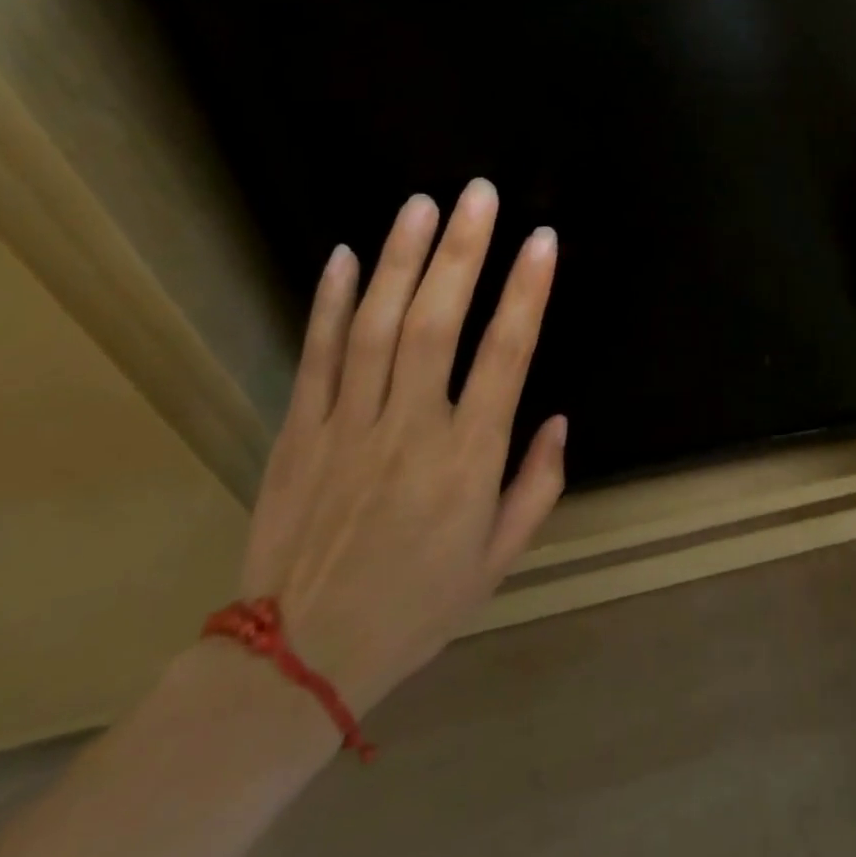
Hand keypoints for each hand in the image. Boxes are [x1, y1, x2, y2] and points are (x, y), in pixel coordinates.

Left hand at [236, 182, 564, 715]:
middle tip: (478, 194)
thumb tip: (560, 419)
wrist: (295, 663)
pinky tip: (341, 255)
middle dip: (461, 252)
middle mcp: (408, 429)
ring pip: (372, 327)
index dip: (527, 293)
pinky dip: (326, 303)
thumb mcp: (499, 559)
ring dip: (400, 260)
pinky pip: (314, 357)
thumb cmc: (417, 605)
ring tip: (421, 204)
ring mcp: (346, 426)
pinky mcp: (298, 433)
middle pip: (434, 324)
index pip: (505, 357)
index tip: (542, 239)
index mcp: (467, 459)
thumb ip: (538, 485)